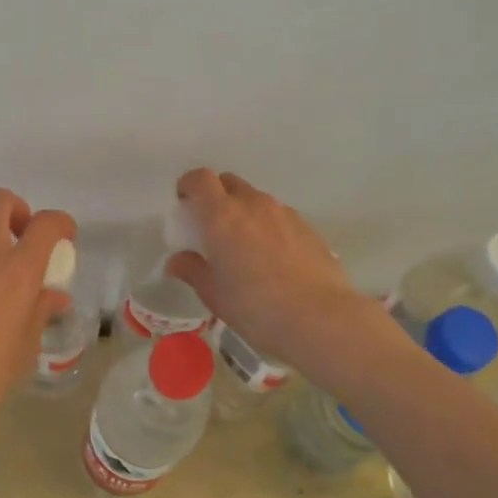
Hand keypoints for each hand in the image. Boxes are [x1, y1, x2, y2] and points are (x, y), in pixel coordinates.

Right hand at [165, 168, 375, 370]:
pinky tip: (273, 258)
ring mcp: (283, 213)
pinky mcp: (307, 227)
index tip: (184, 205)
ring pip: (255, 199)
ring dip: (243, 211)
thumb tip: (177, 261)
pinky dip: (267, 226)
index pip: (200, 179)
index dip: (189, 186)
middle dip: (216, 196)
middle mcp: (253, 204)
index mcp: (222, 215)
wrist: (320, 318)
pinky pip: (278, 216)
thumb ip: (192, 270)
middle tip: (211, 227)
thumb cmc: (256, 307)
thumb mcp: (214, 294)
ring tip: (244, 246)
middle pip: (229, 182)